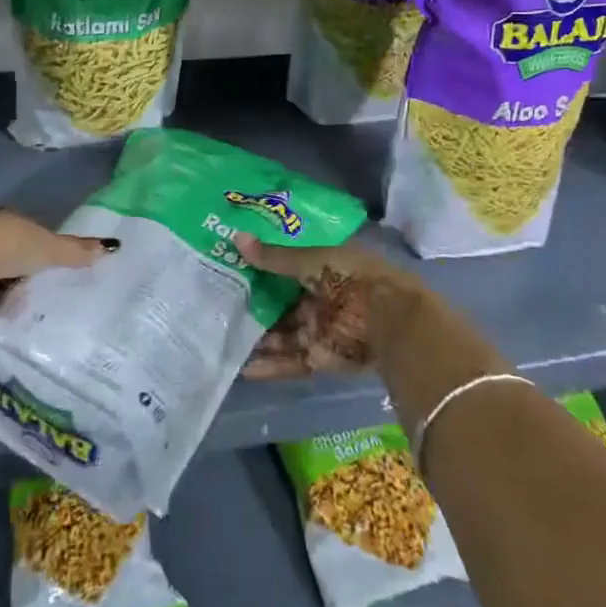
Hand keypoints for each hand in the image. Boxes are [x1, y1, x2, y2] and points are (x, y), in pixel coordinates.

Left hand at [0, 208, 117, 312]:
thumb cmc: (4, 248)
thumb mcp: (47, 247)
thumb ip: (76, 251)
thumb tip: (113, 247)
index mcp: (4, 222)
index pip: (28, 234)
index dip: (43, 249)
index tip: (60, 269)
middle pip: (10, 260)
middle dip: (25, 276)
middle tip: (52, 298)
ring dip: (7, 298)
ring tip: (33, 319)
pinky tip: (8, 330)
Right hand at [236, 232, 431, 373]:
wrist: (390, 321)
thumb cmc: (352, 278)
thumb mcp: (311, 260)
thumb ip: (274, 257)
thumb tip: (237, 238)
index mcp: (323, 267)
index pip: (286, 265)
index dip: (260, 264)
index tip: (228, 263)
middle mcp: (319, 297)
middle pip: (280, 301)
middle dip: (252, 302)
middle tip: (215, 302)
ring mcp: (319, 328)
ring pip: (281, 333)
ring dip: (256, 336)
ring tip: (220, 336)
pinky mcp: (320, 357)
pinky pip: (290, 360)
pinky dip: (269, 365)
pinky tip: (242, 368)